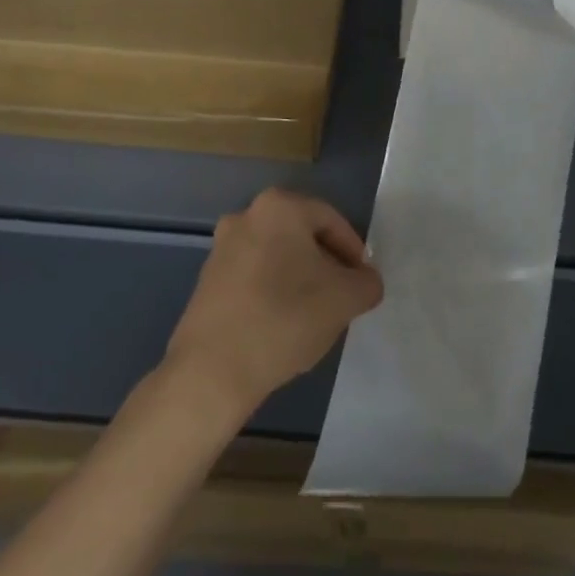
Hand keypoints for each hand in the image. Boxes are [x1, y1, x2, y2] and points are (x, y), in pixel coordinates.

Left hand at [163, 188, 383, 425]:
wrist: (213, 369)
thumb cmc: (285, 318)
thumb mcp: (346, 299)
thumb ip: (367, 282)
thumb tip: (365, 281)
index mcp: (280, 206)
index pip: (331, 220)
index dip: (354, 252)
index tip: (361, 284)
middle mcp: (246, 215)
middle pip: (302, 236)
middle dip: (326, 265)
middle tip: (341, 299)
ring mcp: (222, 247)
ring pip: (278, 256)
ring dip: (299, 280)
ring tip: (313, 317)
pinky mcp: (207, 279)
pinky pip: (254, 277)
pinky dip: (273, 293)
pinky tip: (281, 326)